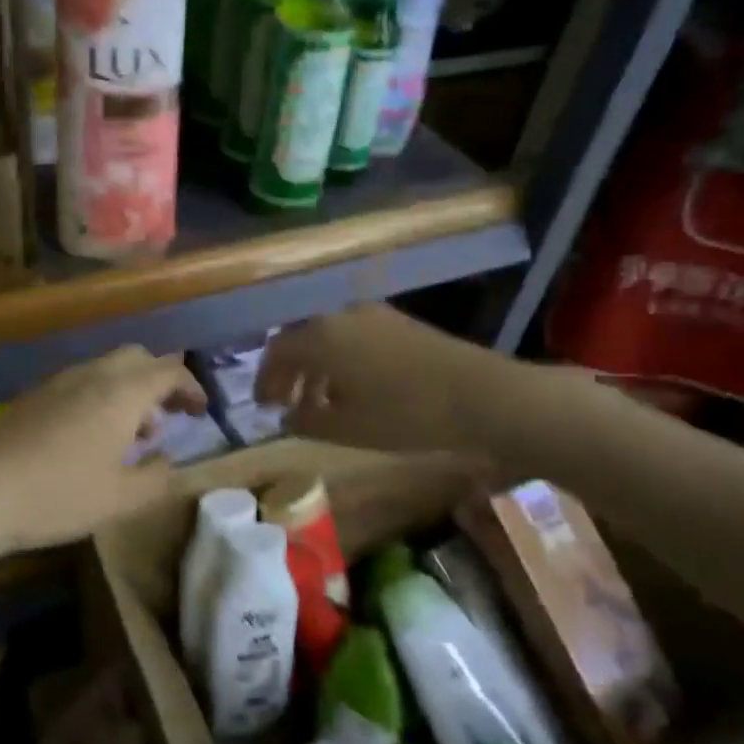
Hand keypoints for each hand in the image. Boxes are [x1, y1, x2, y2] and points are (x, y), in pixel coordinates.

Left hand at [0, 346, 207, 553]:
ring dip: (130, 391)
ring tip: (134, 435)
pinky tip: (92, 438)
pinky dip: (102, 397)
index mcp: (122, 392)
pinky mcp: (34, 395)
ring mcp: (59, 382)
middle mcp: (93, 374)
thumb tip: (168, 462)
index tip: (201, 412)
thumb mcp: (121, 498)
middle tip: (169, 416)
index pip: (169, 370)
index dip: (191, 387)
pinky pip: (82, 382)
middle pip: (137, 358)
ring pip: (107, 369)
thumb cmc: (60, 493)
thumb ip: (157, 478)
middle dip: (160, 381)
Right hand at [256, 305, 506, 454]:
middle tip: (285, 402)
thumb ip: (306, 422)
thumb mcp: (346, 428)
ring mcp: (373, 315)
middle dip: (289, 371)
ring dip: (316, 367)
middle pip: (301, 339)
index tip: (264, 406)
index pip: (277, 351)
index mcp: (321, 337)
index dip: (265, 379)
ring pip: (329, 337)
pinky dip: (342, 360)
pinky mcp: (398, 323)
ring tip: (319, 402)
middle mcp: (341, 316)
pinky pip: (354, 337)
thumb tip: (287, 418)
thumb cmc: (403, 414)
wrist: (479, 394)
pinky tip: (354, 389)